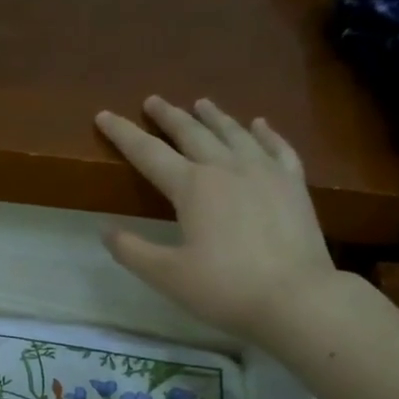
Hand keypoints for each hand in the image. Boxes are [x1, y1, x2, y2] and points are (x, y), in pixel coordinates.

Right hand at [97, 96, 349, 346]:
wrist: (295, 296)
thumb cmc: (224, 288)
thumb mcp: (167, 276)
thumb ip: (133, 252)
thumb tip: (107, 231)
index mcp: (192, 187)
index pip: (148, 153)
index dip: (123, 134)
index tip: (104, 115)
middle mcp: (227, 167)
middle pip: (192, 132)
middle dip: (169, 116)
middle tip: (153, 101)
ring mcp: (265, 171)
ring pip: (234, 132)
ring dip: (214, 116)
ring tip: (201, 103)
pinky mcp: (294, 184)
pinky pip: (277, 147)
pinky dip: (265, 132)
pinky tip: (259, 124)